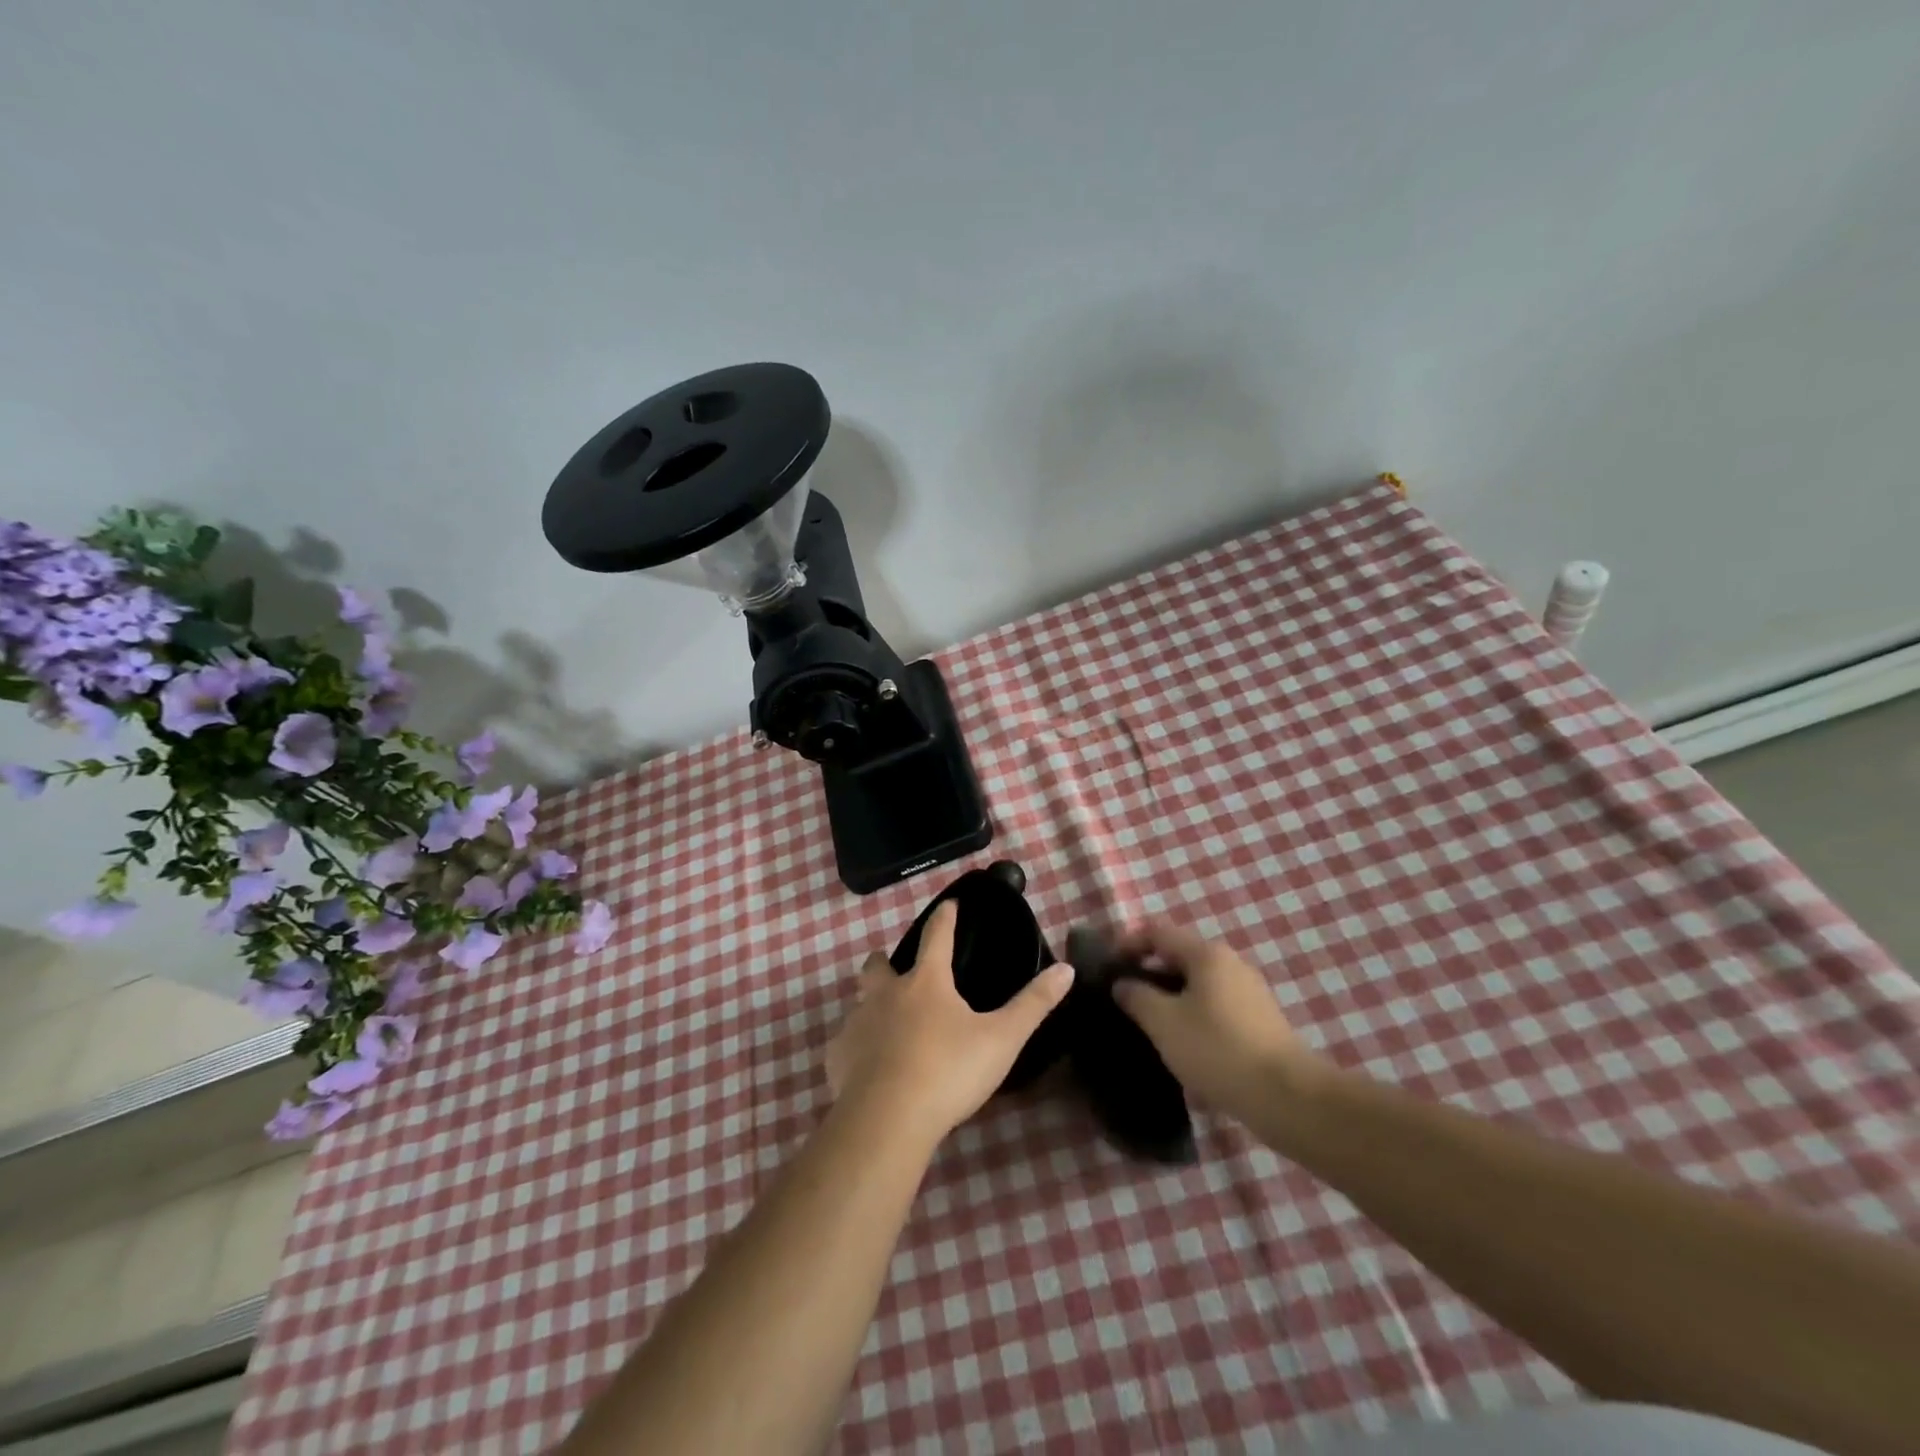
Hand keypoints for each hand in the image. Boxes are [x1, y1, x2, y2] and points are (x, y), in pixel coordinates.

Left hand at [826, 902, 1074, 1145]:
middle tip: (896, 968)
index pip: (936, 937)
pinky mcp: (838, 1057)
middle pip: (878, 965)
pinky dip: (857, 1047)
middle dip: (885, 960)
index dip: (944, 918)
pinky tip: (868, 1066)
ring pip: (860, 1002)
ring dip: (871, 1004)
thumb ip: (1033, 1004)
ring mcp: (857, 1024)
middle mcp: (886, 994)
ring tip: (886, 1022)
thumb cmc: (948, 1071)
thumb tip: (1066, 968)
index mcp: (926, 983)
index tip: (949, 904)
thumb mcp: (1001, 1039)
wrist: (886, 1120)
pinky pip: (846, 1043)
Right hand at [1107, 920, 1322, 1117]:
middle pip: (1179, 956)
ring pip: (1198, 984)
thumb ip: (1136, 996)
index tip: (1109, 969)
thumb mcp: (1163, 1022)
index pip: (1158, 931)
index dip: (1128, 943)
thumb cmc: (1217, 1049)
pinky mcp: (1261, 1020)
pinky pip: (1216, 1007)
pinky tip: (1186, 1047)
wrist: (1287, 1097)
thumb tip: (1122, 983)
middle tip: (1126, 1000)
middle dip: (1150, 973)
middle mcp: (1231, 963)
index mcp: (1206, 954)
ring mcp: (1250, 992)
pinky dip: (1194, 1016)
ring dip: (1171, 998)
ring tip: (1152, 1027)